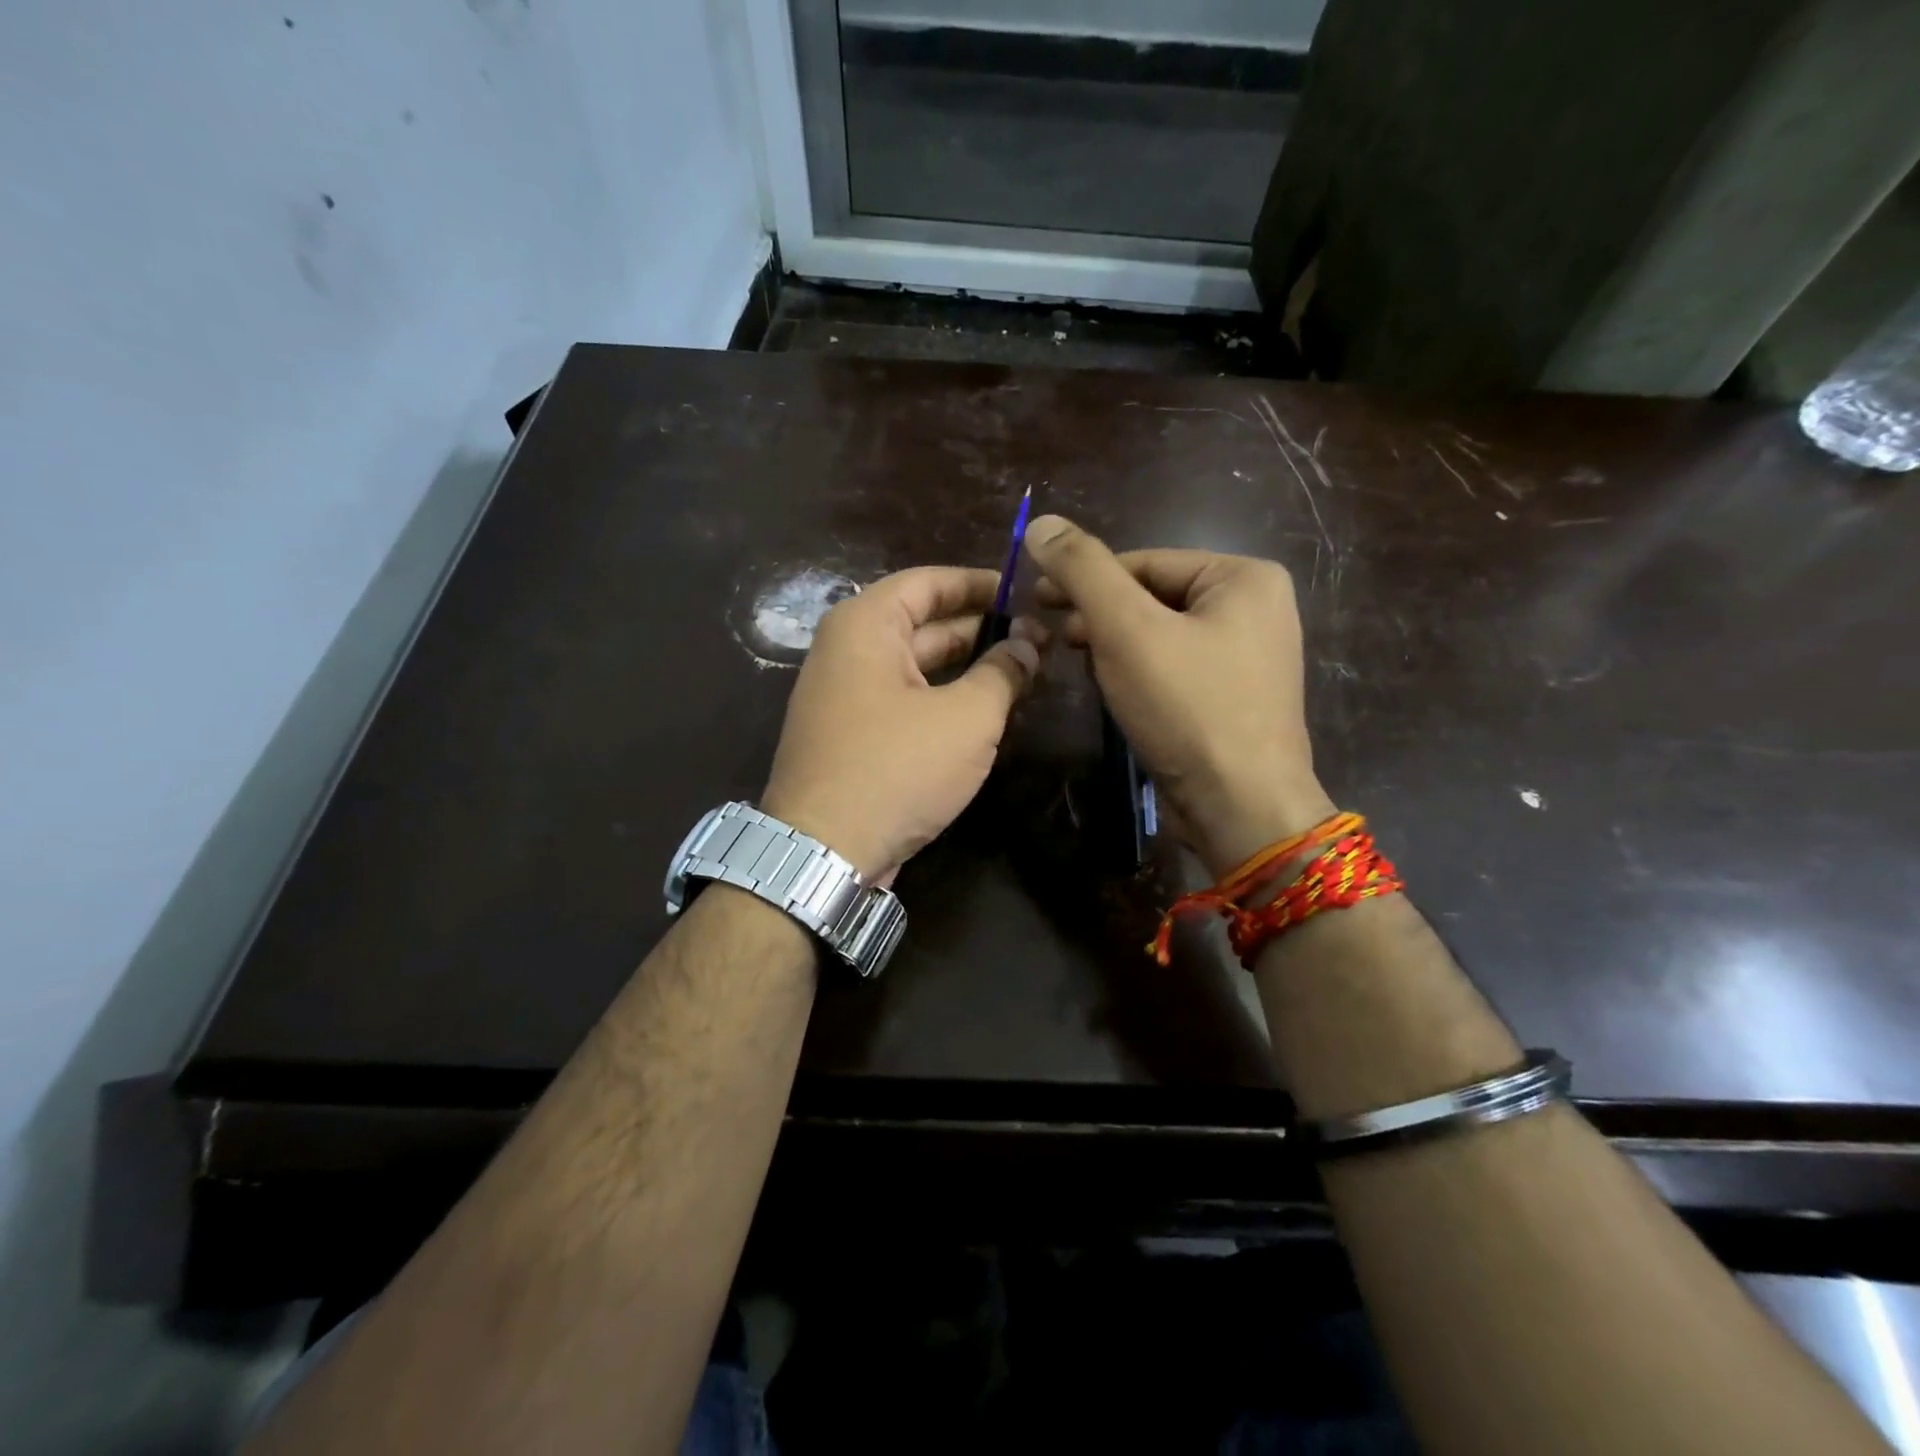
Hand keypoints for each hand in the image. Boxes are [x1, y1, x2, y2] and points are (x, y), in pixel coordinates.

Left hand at [761, 567, 1040, 880]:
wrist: (825, 852)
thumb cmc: (897, 768)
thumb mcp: (966, 718)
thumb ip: (1003, 672)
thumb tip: (1028, 645)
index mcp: (865, 625)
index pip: (930, 581)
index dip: (982, 584)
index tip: (1027, 592)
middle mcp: (849, 650)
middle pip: (925, 622)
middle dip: (983, 628)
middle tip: (1039, 636)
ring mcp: (848, 695)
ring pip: (918, 665)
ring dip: (968, 665)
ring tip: (1025, 669)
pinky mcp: (855, 735)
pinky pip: (907, 699)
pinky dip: (945, 697)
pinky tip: (988, 708)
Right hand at [1024, 514, 1335, 877]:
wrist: (1241, 807)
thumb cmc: (1188, 708)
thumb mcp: (1126, 629)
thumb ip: (1083, 571)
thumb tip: (1041, 523)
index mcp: (1244, 577)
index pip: (1143, 562)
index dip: (1083, 579)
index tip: (1035, 600)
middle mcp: (1256, 608)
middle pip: (1152, 596)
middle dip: (1099, 616)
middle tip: (1052, 637)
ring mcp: (1250, 655)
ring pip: (1160, 634)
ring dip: (1114, 646)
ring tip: (1081, 666)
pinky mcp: (1235, 696)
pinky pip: (1175, 667)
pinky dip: (1139, 673)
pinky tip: (1115, 691)